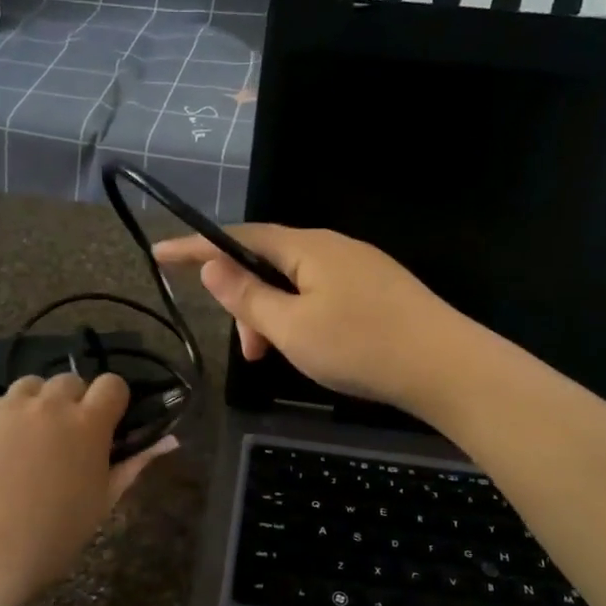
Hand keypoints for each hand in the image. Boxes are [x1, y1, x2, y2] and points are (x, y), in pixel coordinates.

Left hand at [0, 373, 176, 597]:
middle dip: (71, 401)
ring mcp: (11, 406)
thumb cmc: (57, 533)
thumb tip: (169, 441)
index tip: (105, 421)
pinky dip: (2, 421)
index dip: (111, 400)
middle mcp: (52, 405)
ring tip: (27, 439)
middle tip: (63, 436)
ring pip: (31, 386)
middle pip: (70, 380)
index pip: (112, 384)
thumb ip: (134, 463)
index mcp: (90, 424)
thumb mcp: (104, 499)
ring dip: (36, 404)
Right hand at [153, 225, 471, 412]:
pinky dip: (301, 320)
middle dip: (247, 304)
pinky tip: (310, 349)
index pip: (239, 238)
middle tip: (249, 353)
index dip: (196, 247)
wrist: (446, 366)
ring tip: (276, 359)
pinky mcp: (377, 291)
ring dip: (274, 318)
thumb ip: (247, 297)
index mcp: (307, 247)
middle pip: (269, 263)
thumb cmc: (360, 345)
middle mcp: (333, 247)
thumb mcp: (291, 327)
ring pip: (296, 285)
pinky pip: (322, 295)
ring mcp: (359, 268)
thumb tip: (211, 265)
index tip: (159, 253)